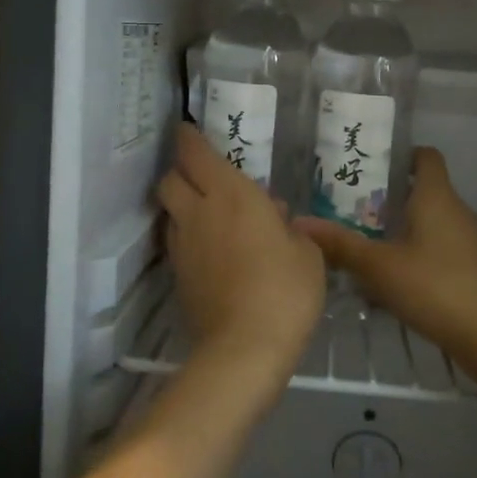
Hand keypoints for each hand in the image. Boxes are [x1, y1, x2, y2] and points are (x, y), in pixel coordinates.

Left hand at [156, 124, 325, 396]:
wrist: (245, 348)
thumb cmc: (285, 289)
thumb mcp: (306, 252)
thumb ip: (289, 227)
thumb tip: (274, 216)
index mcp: (231, 194)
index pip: (196, 153)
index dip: (188, 137)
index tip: (188, 129)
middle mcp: (199, 212)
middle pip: (170, 179)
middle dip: (180, 170)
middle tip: (200, 173)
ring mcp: (184, 246)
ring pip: (170, 211)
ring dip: (183, 204)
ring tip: (208, 212)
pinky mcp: (178, 276)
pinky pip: (178, 242)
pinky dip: (188, 235)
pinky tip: (210, 248)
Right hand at [296, 147, 476, 370]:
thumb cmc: (436, 287)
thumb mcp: (379, 267)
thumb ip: (341, 245)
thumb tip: (300, 223)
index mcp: (436, 197)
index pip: (425, 157)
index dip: (400, 154)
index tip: (369, 163)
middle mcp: (455, 211)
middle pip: (421, 190)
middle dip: (386, 196)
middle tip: (347, 205)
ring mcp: (466, 242)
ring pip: (427, 223)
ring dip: (398, 228)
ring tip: (360, 239)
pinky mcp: (470, 270)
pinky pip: (435, 249)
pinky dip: (412, 254)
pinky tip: (388, 277)